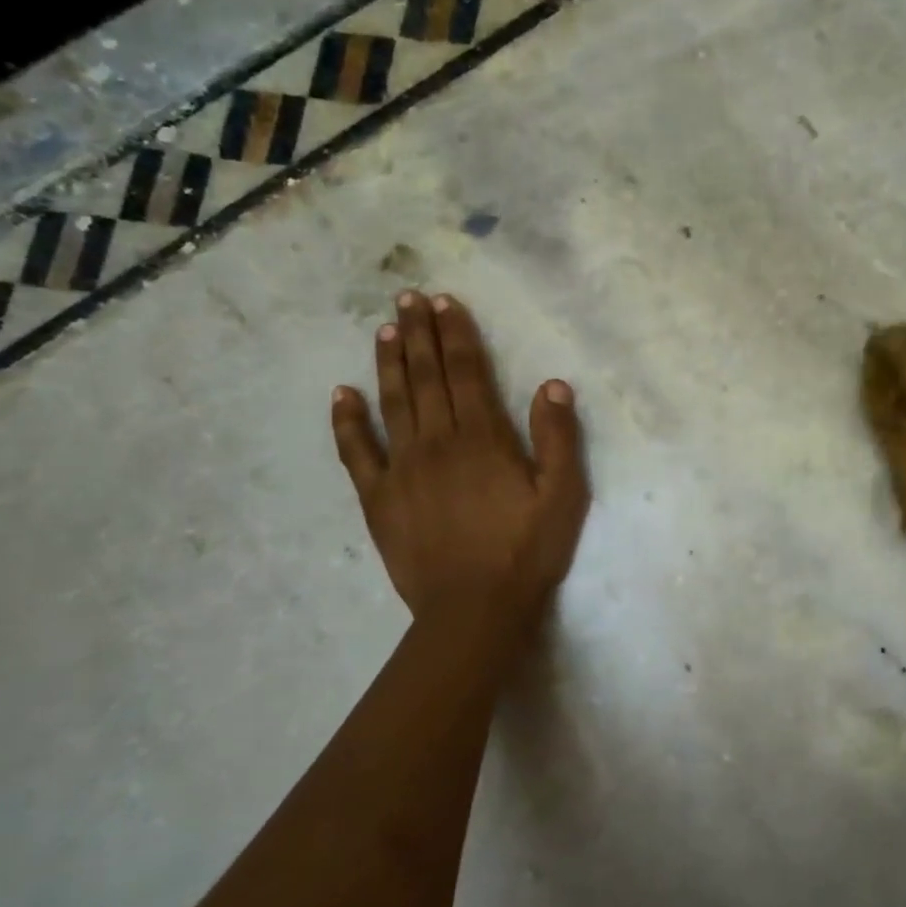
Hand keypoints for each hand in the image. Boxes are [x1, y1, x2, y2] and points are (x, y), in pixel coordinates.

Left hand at [331, 292, 589, 631]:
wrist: (474, 609)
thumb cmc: (526, 551)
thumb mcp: (564, 496)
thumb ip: (559, 438)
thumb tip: (552, 384)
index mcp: (483, 438)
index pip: (466, 372)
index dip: (456, 334)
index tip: (445, 302)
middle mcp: (438, 442)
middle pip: (427, 377)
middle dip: (419, 334)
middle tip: (408, 297)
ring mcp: (402, 469)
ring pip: (393, 403)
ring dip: (389, 363)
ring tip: (384, 329)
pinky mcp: (378, 498)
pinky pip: (357, 452)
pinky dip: (347, 422)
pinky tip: (341, 394)